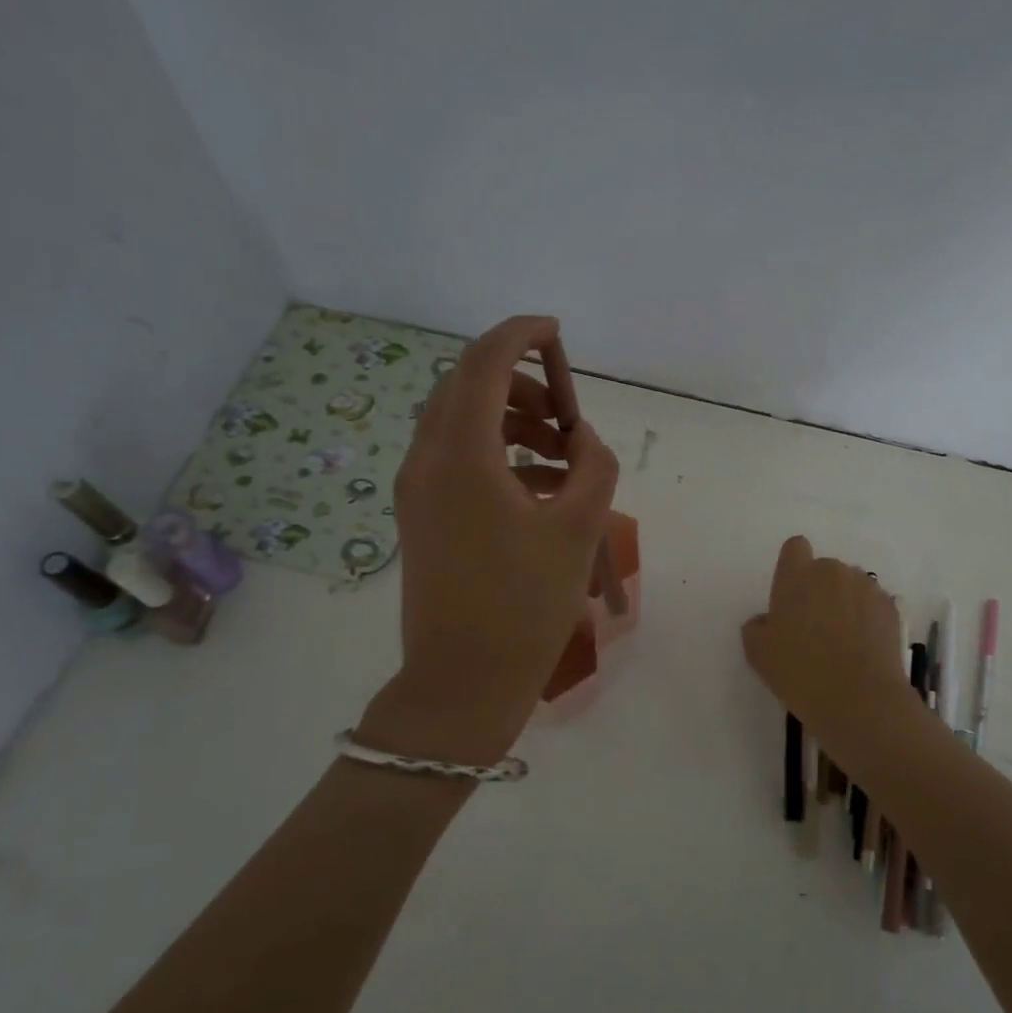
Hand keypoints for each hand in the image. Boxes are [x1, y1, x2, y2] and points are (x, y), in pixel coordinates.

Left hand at [371, 315, 619, 759]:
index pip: (485, 364)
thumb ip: (593, 467)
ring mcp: (417, 489)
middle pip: (466, 386)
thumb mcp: (578, 529)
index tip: (555, 331)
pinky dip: (498, 454)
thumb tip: (582, 440)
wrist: (463, 681)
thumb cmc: (524, 605)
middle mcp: (427, 460)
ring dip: (511, 420)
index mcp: (462, 456)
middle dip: (519, 383)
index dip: (520, 335)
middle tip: (566, 413)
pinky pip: (457, 459)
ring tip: (563, 455)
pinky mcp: (421, 515)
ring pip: (461, 422)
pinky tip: (542, 488)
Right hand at [741, 536, 904, 734]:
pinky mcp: (890, 608)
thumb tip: (768, 620)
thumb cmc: (800, 672)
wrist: (860, 699)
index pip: (795, 548)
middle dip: (819, 590)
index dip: (793, 567)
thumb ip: (757, 626)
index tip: (791, 595)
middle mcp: (833, 571)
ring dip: (844, 602)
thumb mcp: (758, 653)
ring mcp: (866, 587)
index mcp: (797, 576)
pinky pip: (872, 604)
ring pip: (850, 585)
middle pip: (823, 569)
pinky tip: (862, 649)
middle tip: (813, 628)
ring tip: (842, 641)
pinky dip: (866, 618)